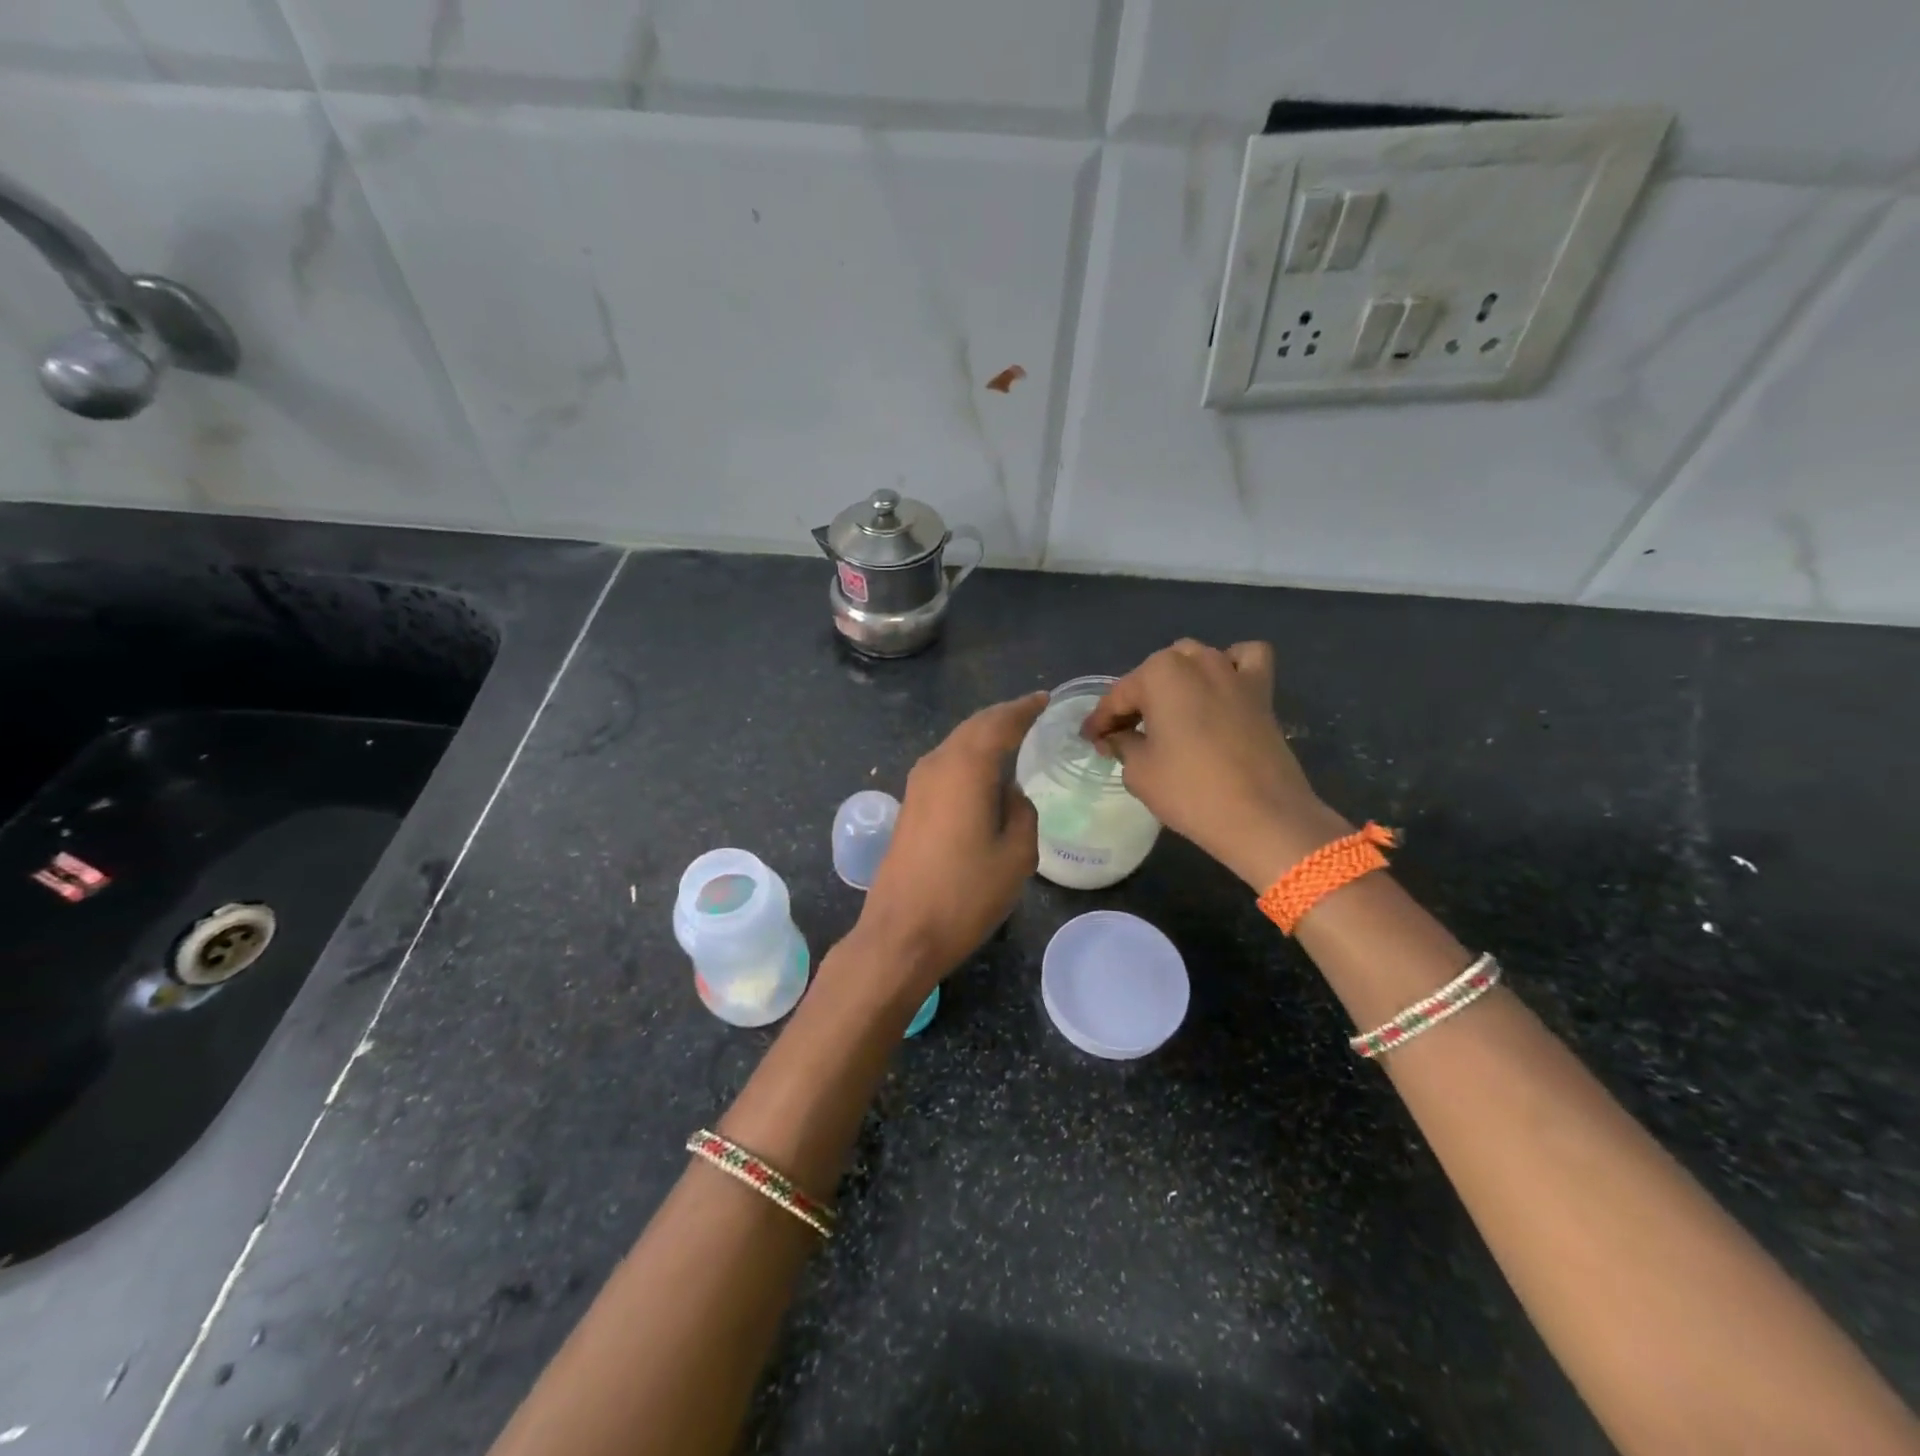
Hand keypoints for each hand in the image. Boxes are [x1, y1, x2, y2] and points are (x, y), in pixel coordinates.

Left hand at [851, 692, 1046, 1001]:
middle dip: (1003, 718)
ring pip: (955, 745)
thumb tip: (1011, 795)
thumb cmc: (965, 895)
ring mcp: (916, 786)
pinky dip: (968, 759)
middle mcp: (936, 765)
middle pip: (973, 728)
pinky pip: (945, 766)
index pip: (999, 723)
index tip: (1045, 699)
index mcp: (965, 768)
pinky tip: (984, 773)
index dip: (1024, 709)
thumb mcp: (1017, 856)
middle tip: (1032, 714)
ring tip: (1013, 739)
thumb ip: (1022, 812)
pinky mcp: (909, 807)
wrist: (902, 933)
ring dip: (983, 738)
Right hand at [1081, 640, 1346, 887]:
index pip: (1118, 696)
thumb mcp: (1139, 771)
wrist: (1263, 817)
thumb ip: (1121, 744)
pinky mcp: (1262, 691)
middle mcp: (1196, 660)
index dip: (1100, 721)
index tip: (1090, 740)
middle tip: (1125, 735)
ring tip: (1168, 714)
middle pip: (1154, 675)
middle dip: (1136, 700)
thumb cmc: (1190, 791)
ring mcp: (1233, 672)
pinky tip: (1221, 690)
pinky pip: (1245, 661)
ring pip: (1195, 660)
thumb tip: (1116, 737)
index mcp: (1159, 673)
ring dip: (1176, 681)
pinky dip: (1231, 667)